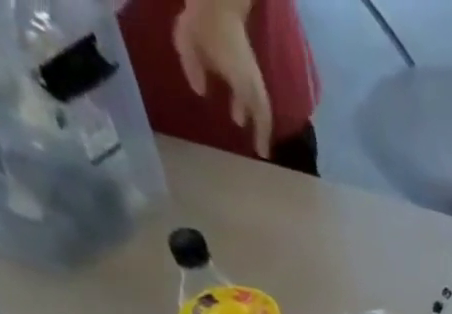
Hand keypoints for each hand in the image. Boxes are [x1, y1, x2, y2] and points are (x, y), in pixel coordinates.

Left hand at [173, 0, 272, 157]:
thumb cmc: (203, 20)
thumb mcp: (188, 42)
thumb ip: (193, 67)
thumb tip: (201, 92)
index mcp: (242, 81)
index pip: (258, 114)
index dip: (261, 135)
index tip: (262, 154)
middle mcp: (251, 80)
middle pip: (263, 111)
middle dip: (262, 130)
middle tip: (260, 148)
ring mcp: (251, 70)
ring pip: (260, 100)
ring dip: (255, 116)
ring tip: (244, 124)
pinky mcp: (246, 62)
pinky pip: (253, 89)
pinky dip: (250, 102)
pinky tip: (238, 105)